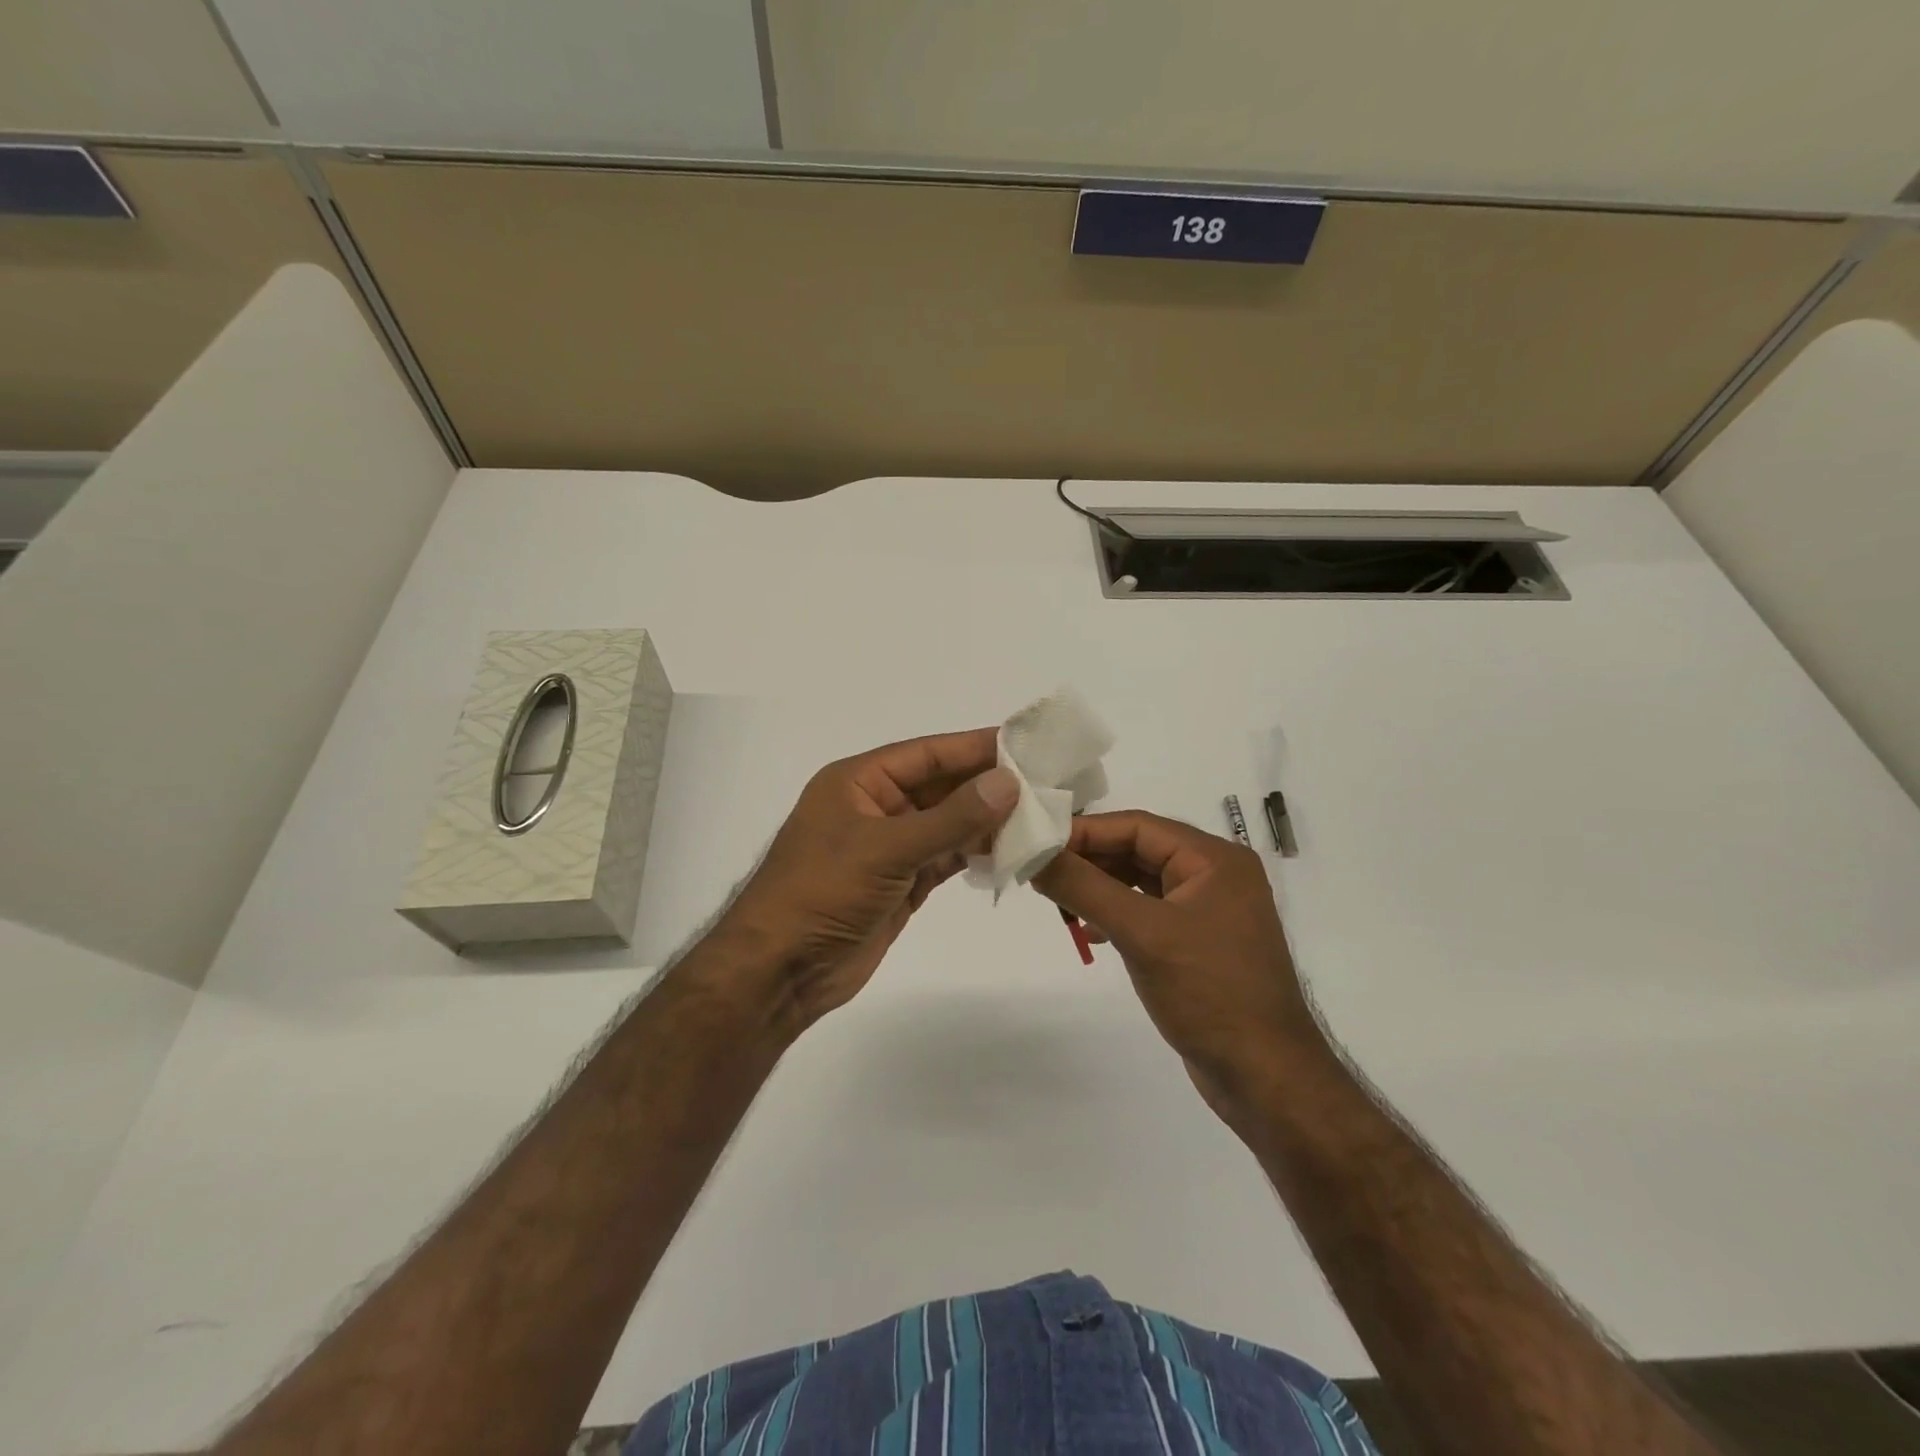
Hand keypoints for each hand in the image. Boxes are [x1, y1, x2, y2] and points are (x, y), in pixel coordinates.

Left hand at [717, 728, 1018, 1033]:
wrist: (781, 970)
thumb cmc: (823, 892)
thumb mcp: (887, 848)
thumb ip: (951, 818)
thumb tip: (1007, 782)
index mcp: (859, 782)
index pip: (926, 754)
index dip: (973, 747)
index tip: (1024, 744)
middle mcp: (875, 807)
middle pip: (940, 788)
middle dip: (987, 786)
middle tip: (1043, 782)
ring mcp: (889, 847)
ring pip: (947, 824)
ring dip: (986, 822)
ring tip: (1039, 817)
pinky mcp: (900, 883)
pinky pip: (945, 859)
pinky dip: (974, 855)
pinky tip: (1011, 851)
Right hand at [1031, 811, 1329, 1122]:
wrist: (1265, 1076)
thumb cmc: (1208, 992)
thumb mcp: (1141, 933)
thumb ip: (1084, 888)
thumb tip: (1035, 854)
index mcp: (1214, 859)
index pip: (1138, 826)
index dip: (1085, 831)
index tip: (1038, 843)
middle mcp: (1215, 875)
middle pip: (1139, 849)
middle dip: (1089, 860)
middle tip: (1041, 872)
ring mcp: (1209, 910)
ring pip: (1141, 881)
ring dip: (1099, 888)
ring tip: (1058, 901)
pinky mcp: (1199, 942)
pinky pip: (1149, 911)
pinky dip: (1117, 914)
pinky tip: (1090, 932)